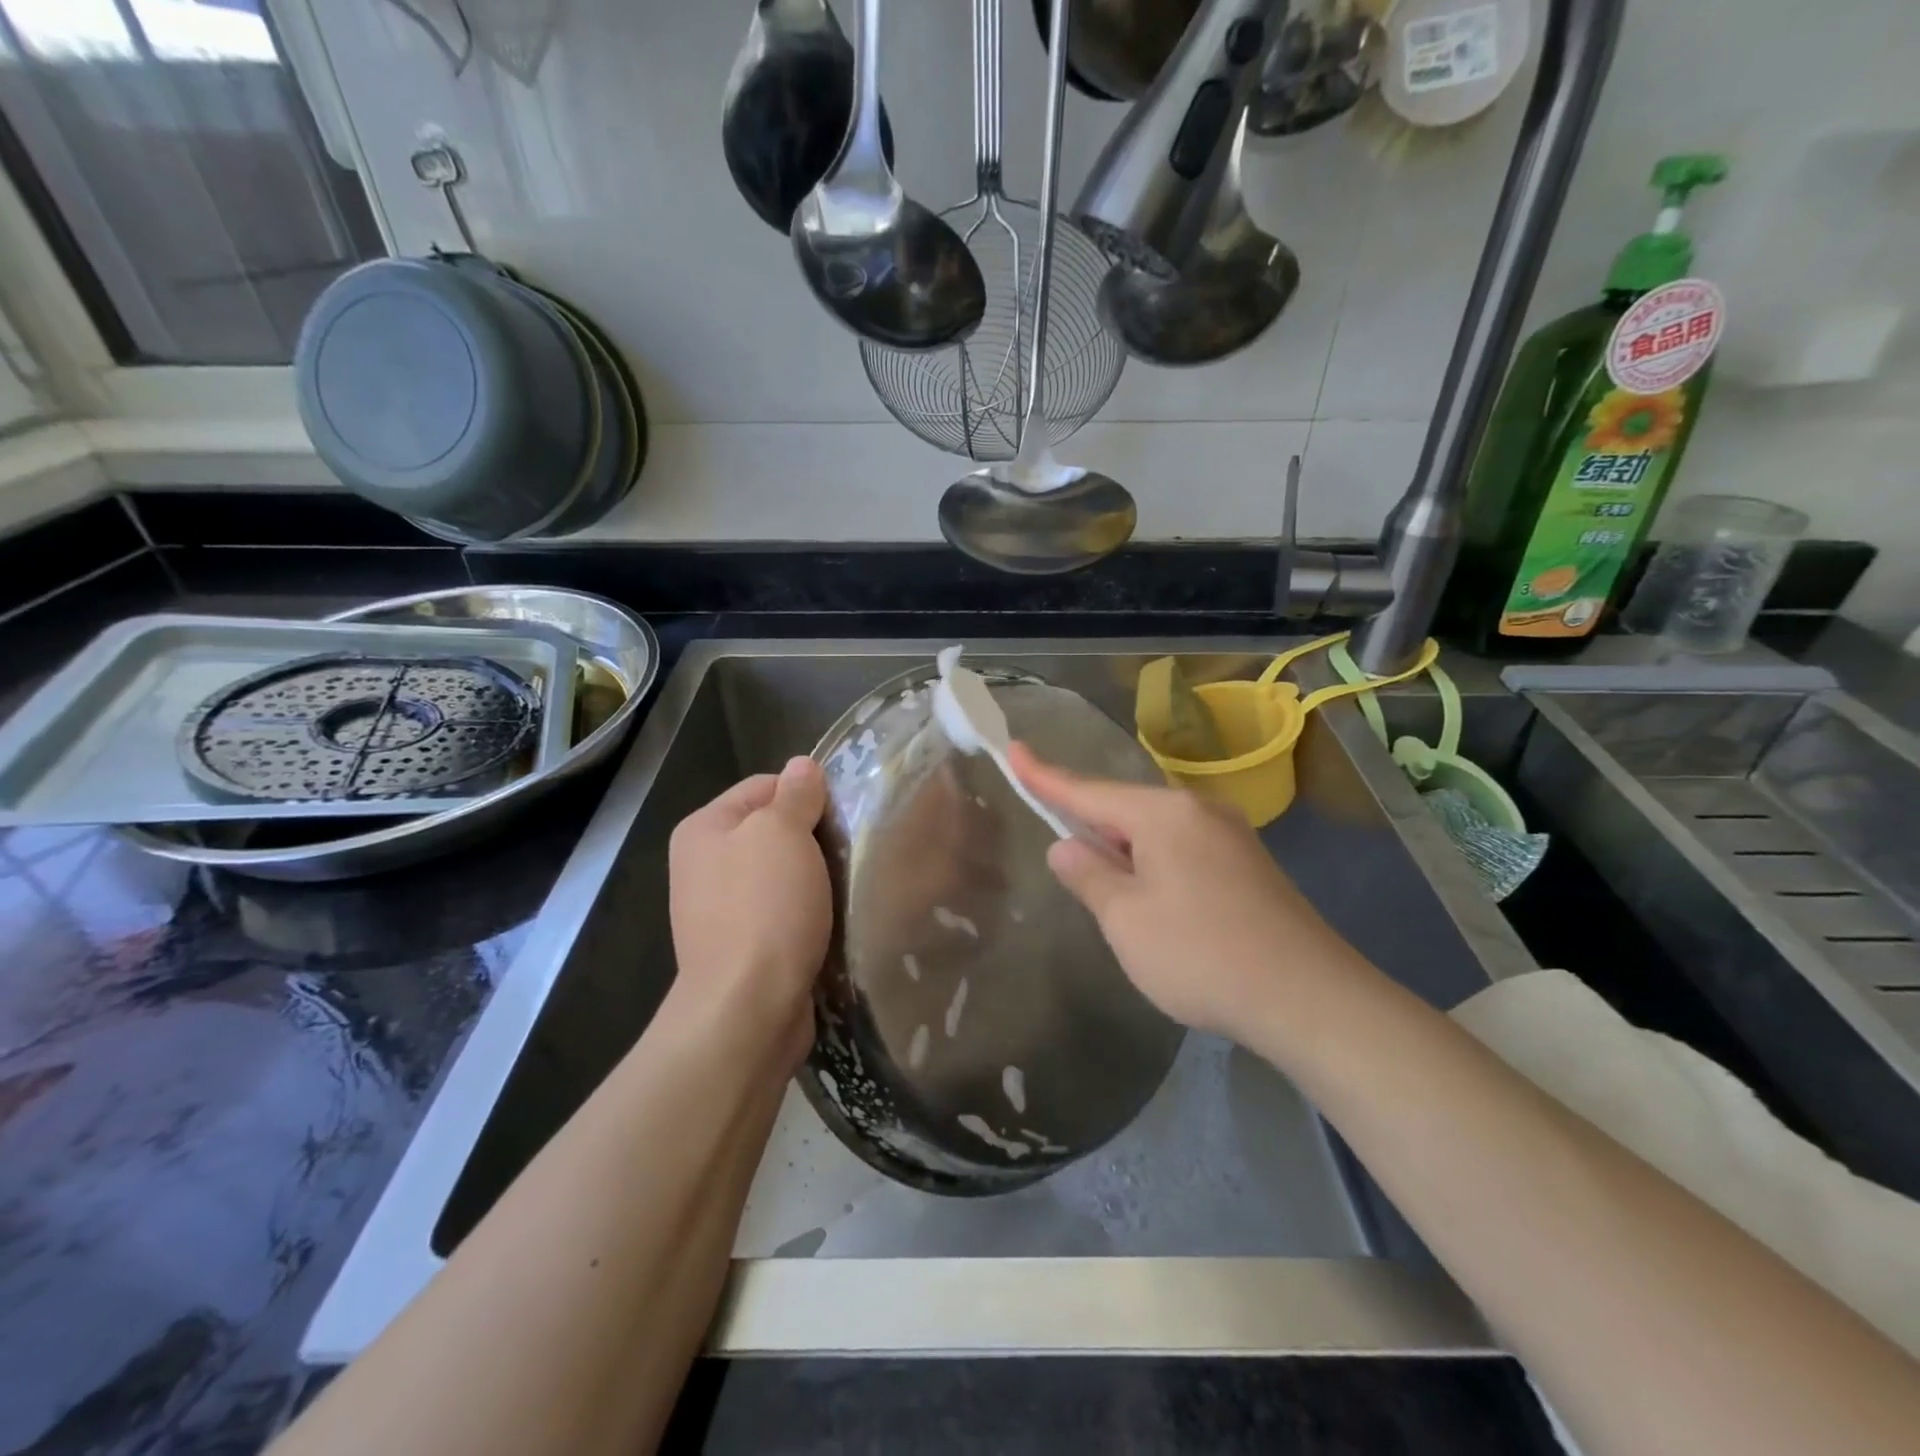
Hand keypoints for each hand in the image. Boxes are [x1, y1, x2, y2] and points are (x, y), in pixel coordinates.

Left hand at [667, 757, 832, 1071]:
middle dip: (814, 837)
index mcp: (704, 828)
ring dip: (816, 877)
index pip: (764, 785)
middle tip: (853, 849)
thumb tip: (802, 766)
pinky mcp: (743, 947)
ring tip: (849, 884)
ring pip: (783, 874)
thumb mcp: (783, 833)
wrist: (748, 1008)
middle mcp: (704, 864)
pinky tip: (833, 919)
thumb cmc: (764, 908)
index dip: (806, 793)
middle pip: (773, 830)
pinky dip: (808, 912)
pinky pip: (783, 912)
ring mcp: (721, 909)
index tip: (844, 813)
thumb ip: (795, 794)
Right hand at [1009, 742, 1361, 1040]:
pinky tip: (1153, 901)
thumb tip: (1066, 845)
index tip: (1014, 749)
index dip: (1045, 776)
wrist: (1308, 998)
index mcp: (1163, 814)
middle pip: (1125, 809)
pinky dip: (1154, 865)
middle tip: (1063, 853)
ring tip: (1107, 890)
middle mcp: (1198, 810)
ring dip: (1124, 852)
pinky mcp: (1248, 865)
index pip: (1088, 790)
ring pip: (1155, 832)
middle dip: (1090, 827)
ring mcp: (1230, 836)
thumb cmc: (1201, 954)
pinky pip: (1183, 850)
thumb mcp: (1126, 919)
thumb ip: (1089, 876)